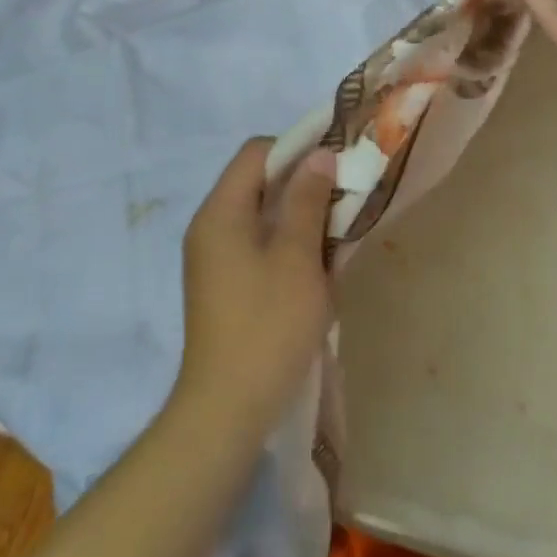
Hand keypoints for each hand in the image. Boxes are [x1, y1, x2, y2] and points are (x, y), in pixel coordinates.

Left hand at [173, 139, 336, 438]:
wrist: (227, 410)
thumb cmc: (267, 325)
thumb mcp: (296, 256)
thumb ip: (307, 199)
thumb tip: (320, 155)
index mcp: (220, 212)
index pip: (257, 152)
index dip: (298, 147)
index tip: (337, 161)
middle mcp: (211, 227)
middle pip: (258, 181)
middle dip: (303, 181)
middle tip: (345, 193)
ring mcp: (215, 258)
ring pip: (262, 213)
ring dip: (299, 213)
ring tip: (337, 227)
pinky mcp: (224, 284)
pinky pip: (258, 242)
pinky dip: (287, 240)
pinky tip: (316, 260)